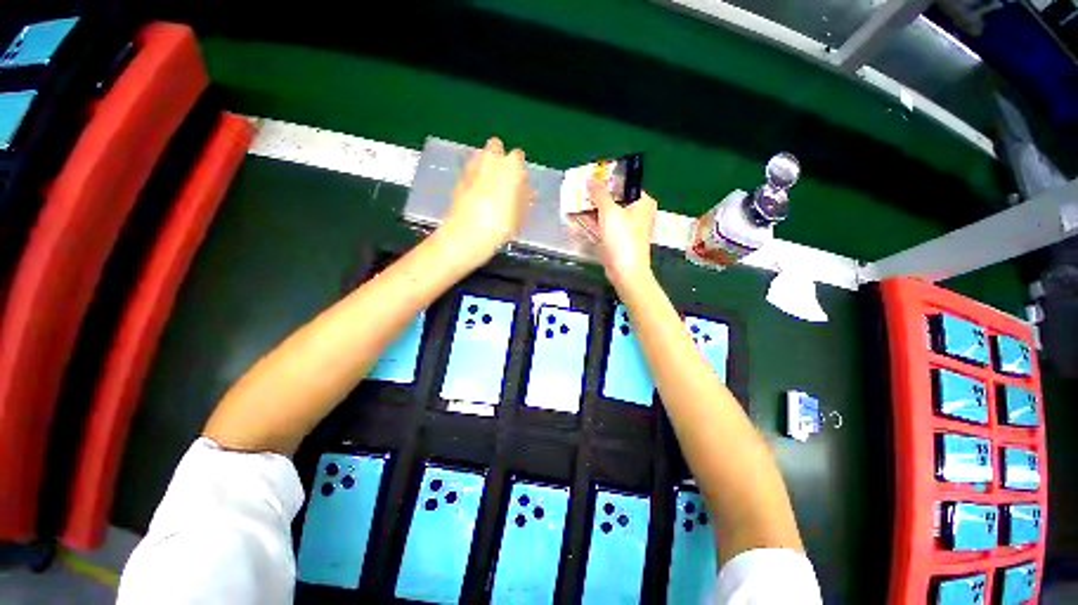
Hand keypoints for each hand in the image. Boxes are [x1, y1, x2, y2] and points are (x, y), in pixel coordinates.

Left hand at [439, 137, 532, 267]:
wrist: (467, 235)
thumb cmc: (500, 226)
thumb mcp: (520, 215)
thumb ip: (525, 199)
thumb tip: (529, 192)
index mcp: (510, 167)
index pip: (518, 156)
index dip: (520, 170)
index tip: (522, 185)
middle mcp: (489, 161)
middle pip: (496, 147)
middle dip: (500, 159)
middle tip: (506, 180)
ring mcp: (471, 168)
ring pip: (481, 157)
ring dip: (487, 166)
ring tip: (492, 188)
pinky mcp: (459, 179)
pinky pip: (471, 171)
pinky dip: (476, 177)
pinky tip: (479, 195)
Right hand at [582, 179, 657, 289]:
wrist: (626, 272)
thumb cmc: (622, 239)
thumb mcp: (610, 212)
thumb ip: (599, 194)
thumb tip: (590, 178)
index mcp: (642, 202)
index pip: (624, 184)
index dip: (607, 180)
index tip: (590, 177)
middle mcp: (637, 212)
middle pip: (615, 199)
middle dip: (596, 196)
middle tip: (579, 190)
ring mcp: (627, 227)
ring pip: (608, 214)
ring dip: (591, 210)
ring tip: (573, 203)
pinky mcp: (618, 239)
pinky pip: (604, 227)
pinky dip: (593, 223)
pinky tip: (577, 219)